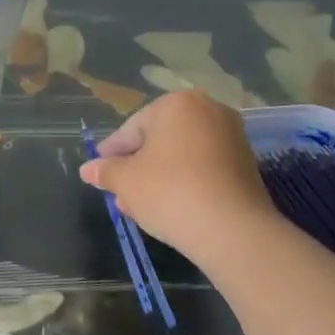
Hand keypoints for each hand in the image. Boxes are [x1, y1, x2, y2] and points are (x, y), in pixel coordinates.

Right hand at [80, 90, 276, 258]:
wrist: (233, 230)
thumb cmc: (169, 192)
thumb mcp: (125, 181)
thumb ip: (106, 171)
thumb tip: (88, 169)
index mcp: (177, 104)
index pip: (132, 128)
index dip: (112, 152)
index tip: (98, 170)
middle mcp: (208, 111)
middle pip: (159, 140)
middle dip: (137, 167)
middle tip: (118, 191)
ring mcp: (232, 138)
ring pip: (181, 156)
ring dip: (158, 177)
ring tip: (139, 206)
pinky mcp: (246, 166)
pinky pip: (203, 168)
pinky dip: (184, 183)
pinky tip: (168, 208)